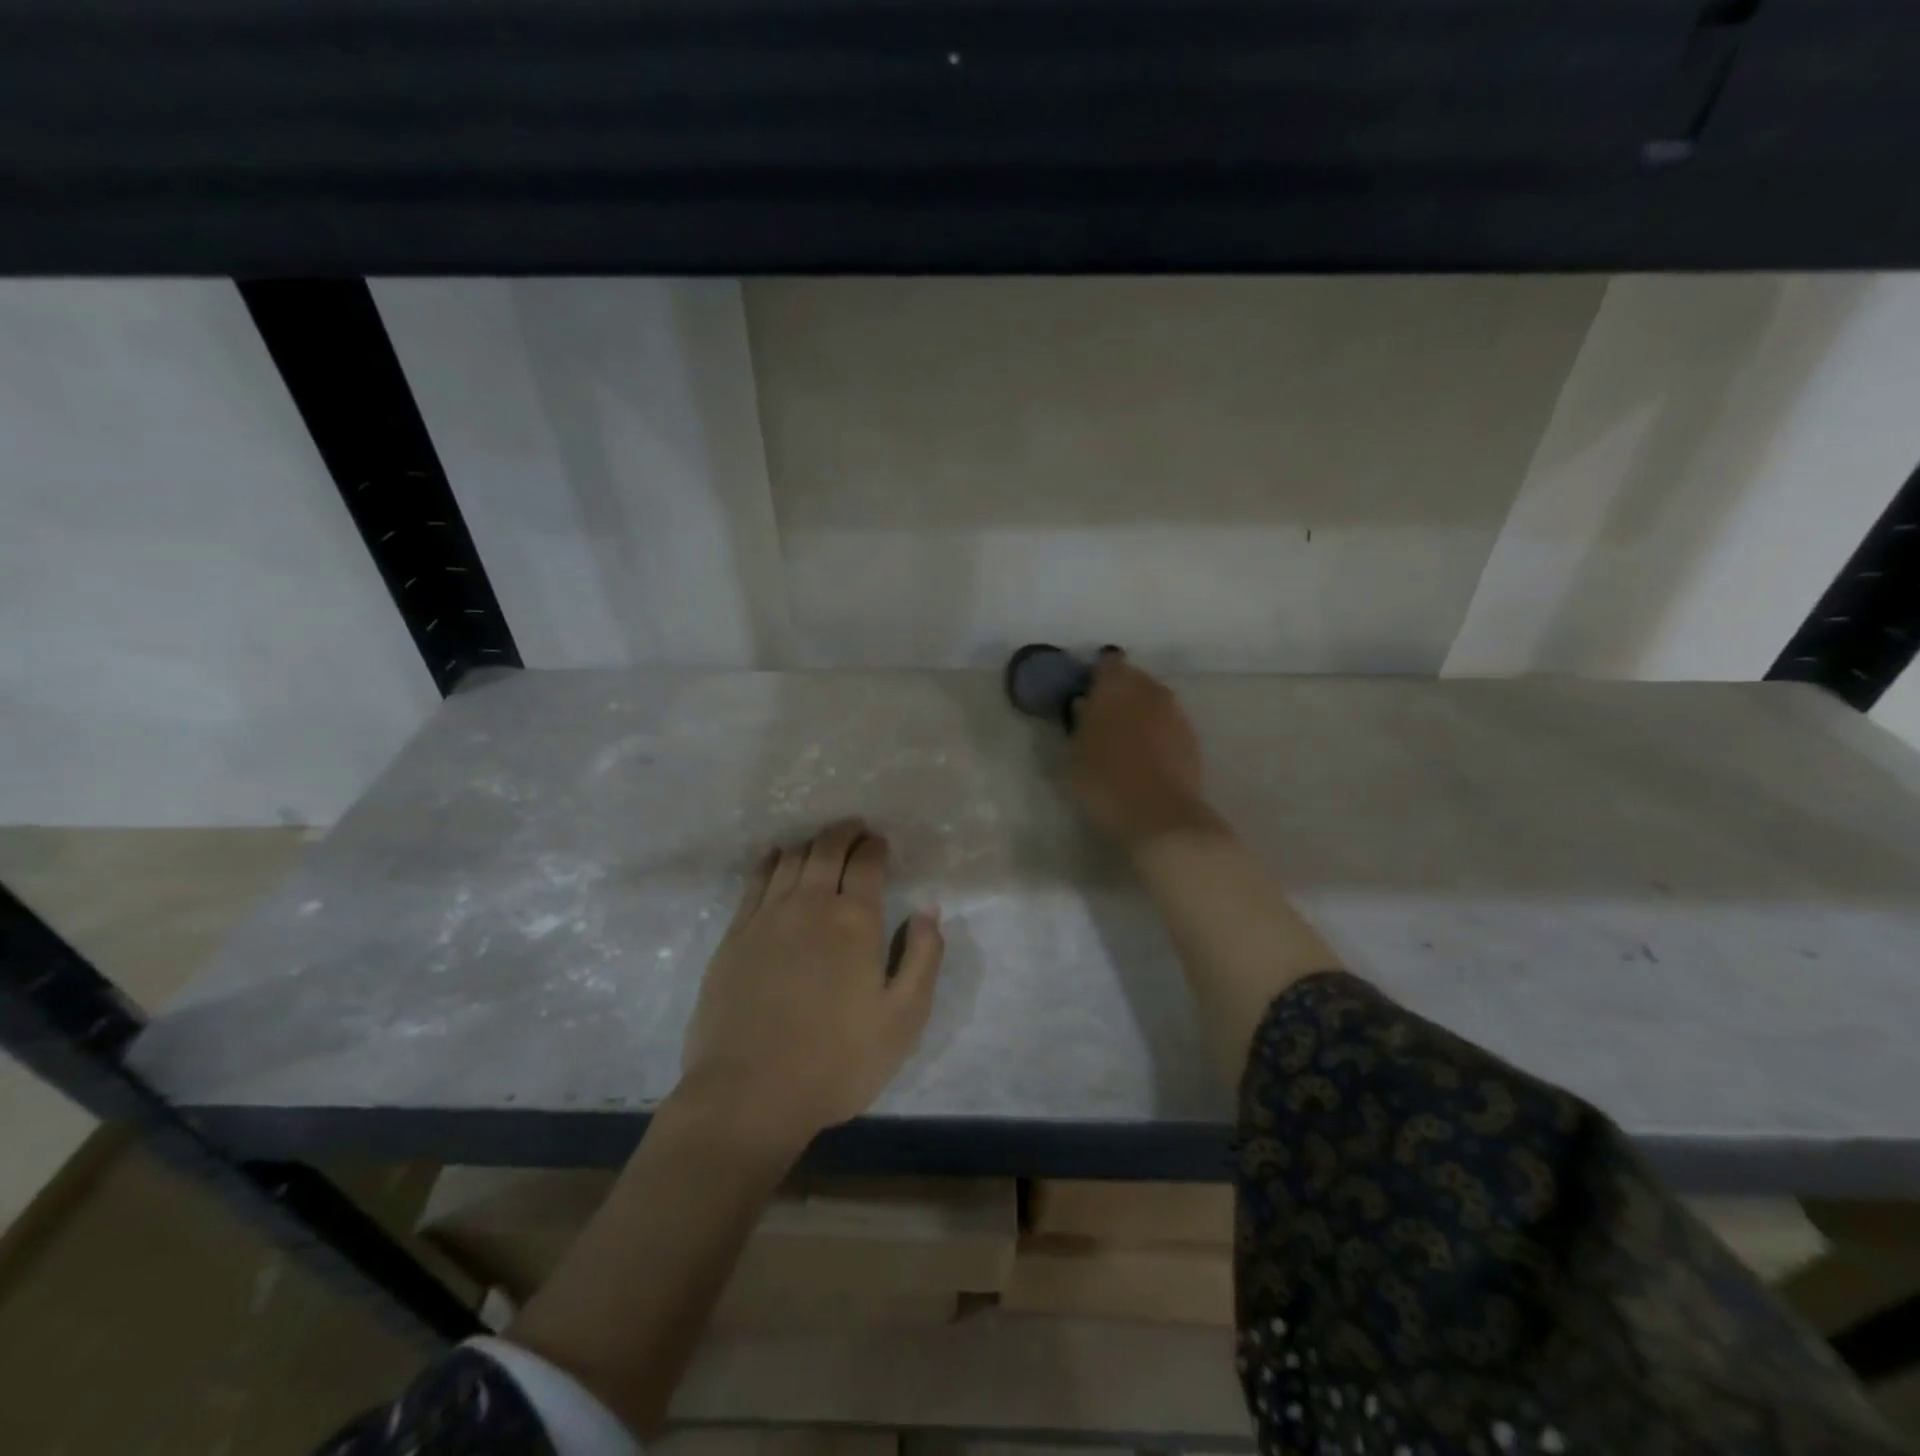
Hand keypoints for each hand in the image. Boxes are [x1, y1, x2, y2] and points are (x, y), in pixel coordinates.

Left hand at [678, 819, 943, 1150]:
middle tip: (856, 830)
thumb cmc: (836, 1061)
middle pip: (827, 847)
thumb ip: (923, 957)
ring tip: (823, 843)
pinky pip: (756, 879)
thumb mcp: (903, 1019)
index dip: (877, 846)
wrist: (748, 1094)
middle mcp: (810, 904)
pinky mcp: (735, 934)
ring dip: (812, 842)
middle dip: (846, 832)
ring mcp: (767, 915)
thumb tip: (928, 909)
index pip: (868, 862)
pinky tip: (778, 858)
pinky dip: (772, 860)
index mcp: (855, 921)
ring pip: (792, 858)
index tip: (881, 844)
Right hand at [1070, 651, 1221, 846]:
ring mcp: (1176, 712)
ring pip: (1153, 701)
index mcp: (1116, 684)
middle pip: (1133, 680)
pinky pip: (1168, 724)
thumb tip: (1084, 706)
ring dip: (1140, 713)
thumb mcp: (1073, 753)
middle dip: (1119, 693)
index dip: (1095, 676)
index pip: (1106, 663)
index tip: (1084, 694)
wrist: (1160, 816)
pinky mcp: (1192, 738)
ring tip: (1123, 740)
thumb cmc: (1104, 781)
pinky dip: (1156, 733)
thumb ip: (1079, 723)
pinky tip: (1145, 757)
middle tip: (1101, 719)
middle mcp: (1150, 689)